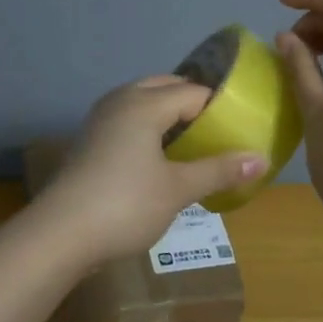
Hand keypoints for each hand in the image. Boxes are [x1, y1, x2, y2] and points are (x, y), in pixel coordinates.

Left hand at [33, 75, 269, 267]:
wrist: (60, 234)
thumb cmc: (125, 205)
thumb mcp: (178, 189)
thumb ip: (219, 170)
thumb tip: (262, 159)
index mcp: (144, 104)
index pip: (192, 92)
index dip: (219, 106)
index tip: (242, 125)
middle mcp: (120, 102)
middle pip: (163, 87)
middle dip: (191, 102)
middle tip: (219, 129)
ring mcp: (100, 120)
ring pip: (141, 102)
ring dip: (167, 114)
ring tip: (193, 141)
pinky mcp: (89, 141)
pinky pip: (127, 120)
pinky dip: (147, 128)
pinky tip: (159, 156)